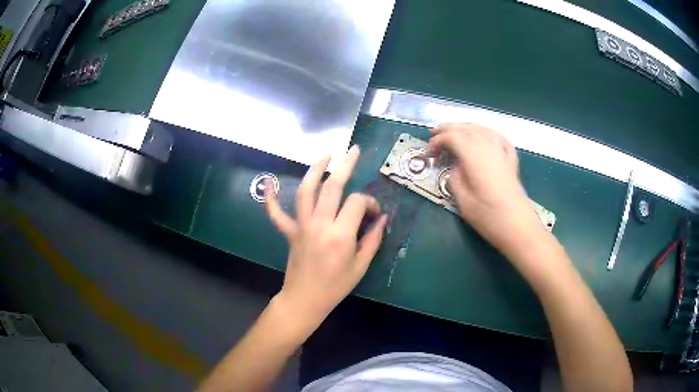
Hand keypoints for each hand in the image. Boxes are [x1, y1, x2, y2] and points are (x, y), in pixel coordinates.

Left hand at [265, 145, 386, 327]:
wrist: (305, 299)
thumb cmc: (336, 286)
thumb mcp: (361, 266)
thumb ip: (373, 239)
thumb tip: (382, 218)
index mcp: (340, 235)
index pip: (357, 202)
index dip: (369, 202)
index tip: (375, 213)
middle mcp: (319, 224)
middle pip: (332, 186)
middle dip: (345, 165)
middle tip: (354, 151)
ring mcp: (301, 226)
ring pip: (306, 191)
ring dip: (314, 170)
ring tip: (324, 155)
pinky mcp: (289, 231)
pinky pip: (276, 213)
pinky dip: (271, 198)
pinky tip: (269, 182)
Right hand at [429, 124, 545, 256]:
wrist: (518, 226)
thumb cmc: (488, 216)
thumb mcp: (462, 200)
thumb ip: (455, 177)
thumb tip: (456, 165)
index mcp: (474, 155)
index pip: (452, 137)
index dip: (437, 141)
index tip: (429, 153)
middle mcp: (488, 146)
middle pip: (466, 128)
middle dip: (448, 129)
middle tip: (434, 133)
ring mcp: (502, 150)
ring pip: (482, 129)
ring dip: (466, 127)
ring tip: (455, 132)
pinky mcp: (511, 158)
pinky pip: (497, 137)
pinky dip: (486, 132)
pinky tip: (484, 136)